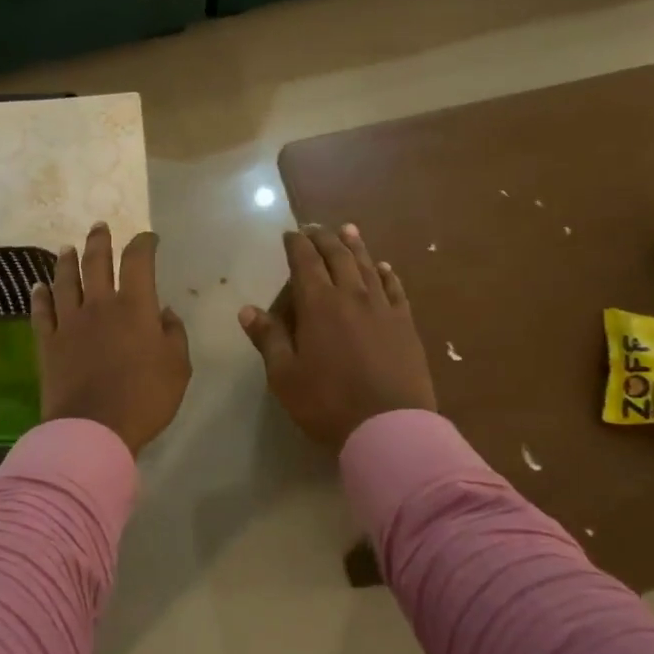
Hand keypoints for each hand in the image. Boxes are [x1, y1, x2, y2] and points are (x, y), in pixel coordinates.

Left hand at [31, 223, 191, 453]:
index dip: (144, 244)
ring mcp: (69, 322)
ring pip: (65, 282)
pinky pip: (42, 312)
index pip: (138, 261)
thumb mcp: (178, 367)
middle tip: (99, 226)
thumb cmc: (145, 397)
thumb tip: (165, 313)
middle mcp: (99, 305)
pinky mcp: (48, 343)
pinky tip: (38, 287)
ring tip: (66, 248)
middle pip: (96, 263)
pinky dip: (40, 297)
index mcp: (135, 306)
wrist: (94, 428)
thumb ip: (174, 335)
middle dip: (99, 241)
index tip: (149, 238)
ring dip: (66, 262)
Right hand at [240, 224, 435, 449]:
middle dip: (324, 239)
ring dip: (356, 246)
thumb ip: (269, 339)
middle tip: (315, 227)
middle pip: (338, 256)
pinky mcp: (405, 324)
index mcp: (319, 305)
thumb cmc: (328, 403)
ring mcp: (383, 308)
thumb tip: (248, 310)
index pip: (305, 262)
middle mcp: (352, 296)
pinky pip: (395, 288)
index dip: (296, 245)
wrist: (390, 426)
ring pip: (368, 266)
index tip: (290, 234)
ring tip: (348, 230)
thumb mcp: (285, 375)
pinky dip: (387, 273)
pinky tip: (384, 267)